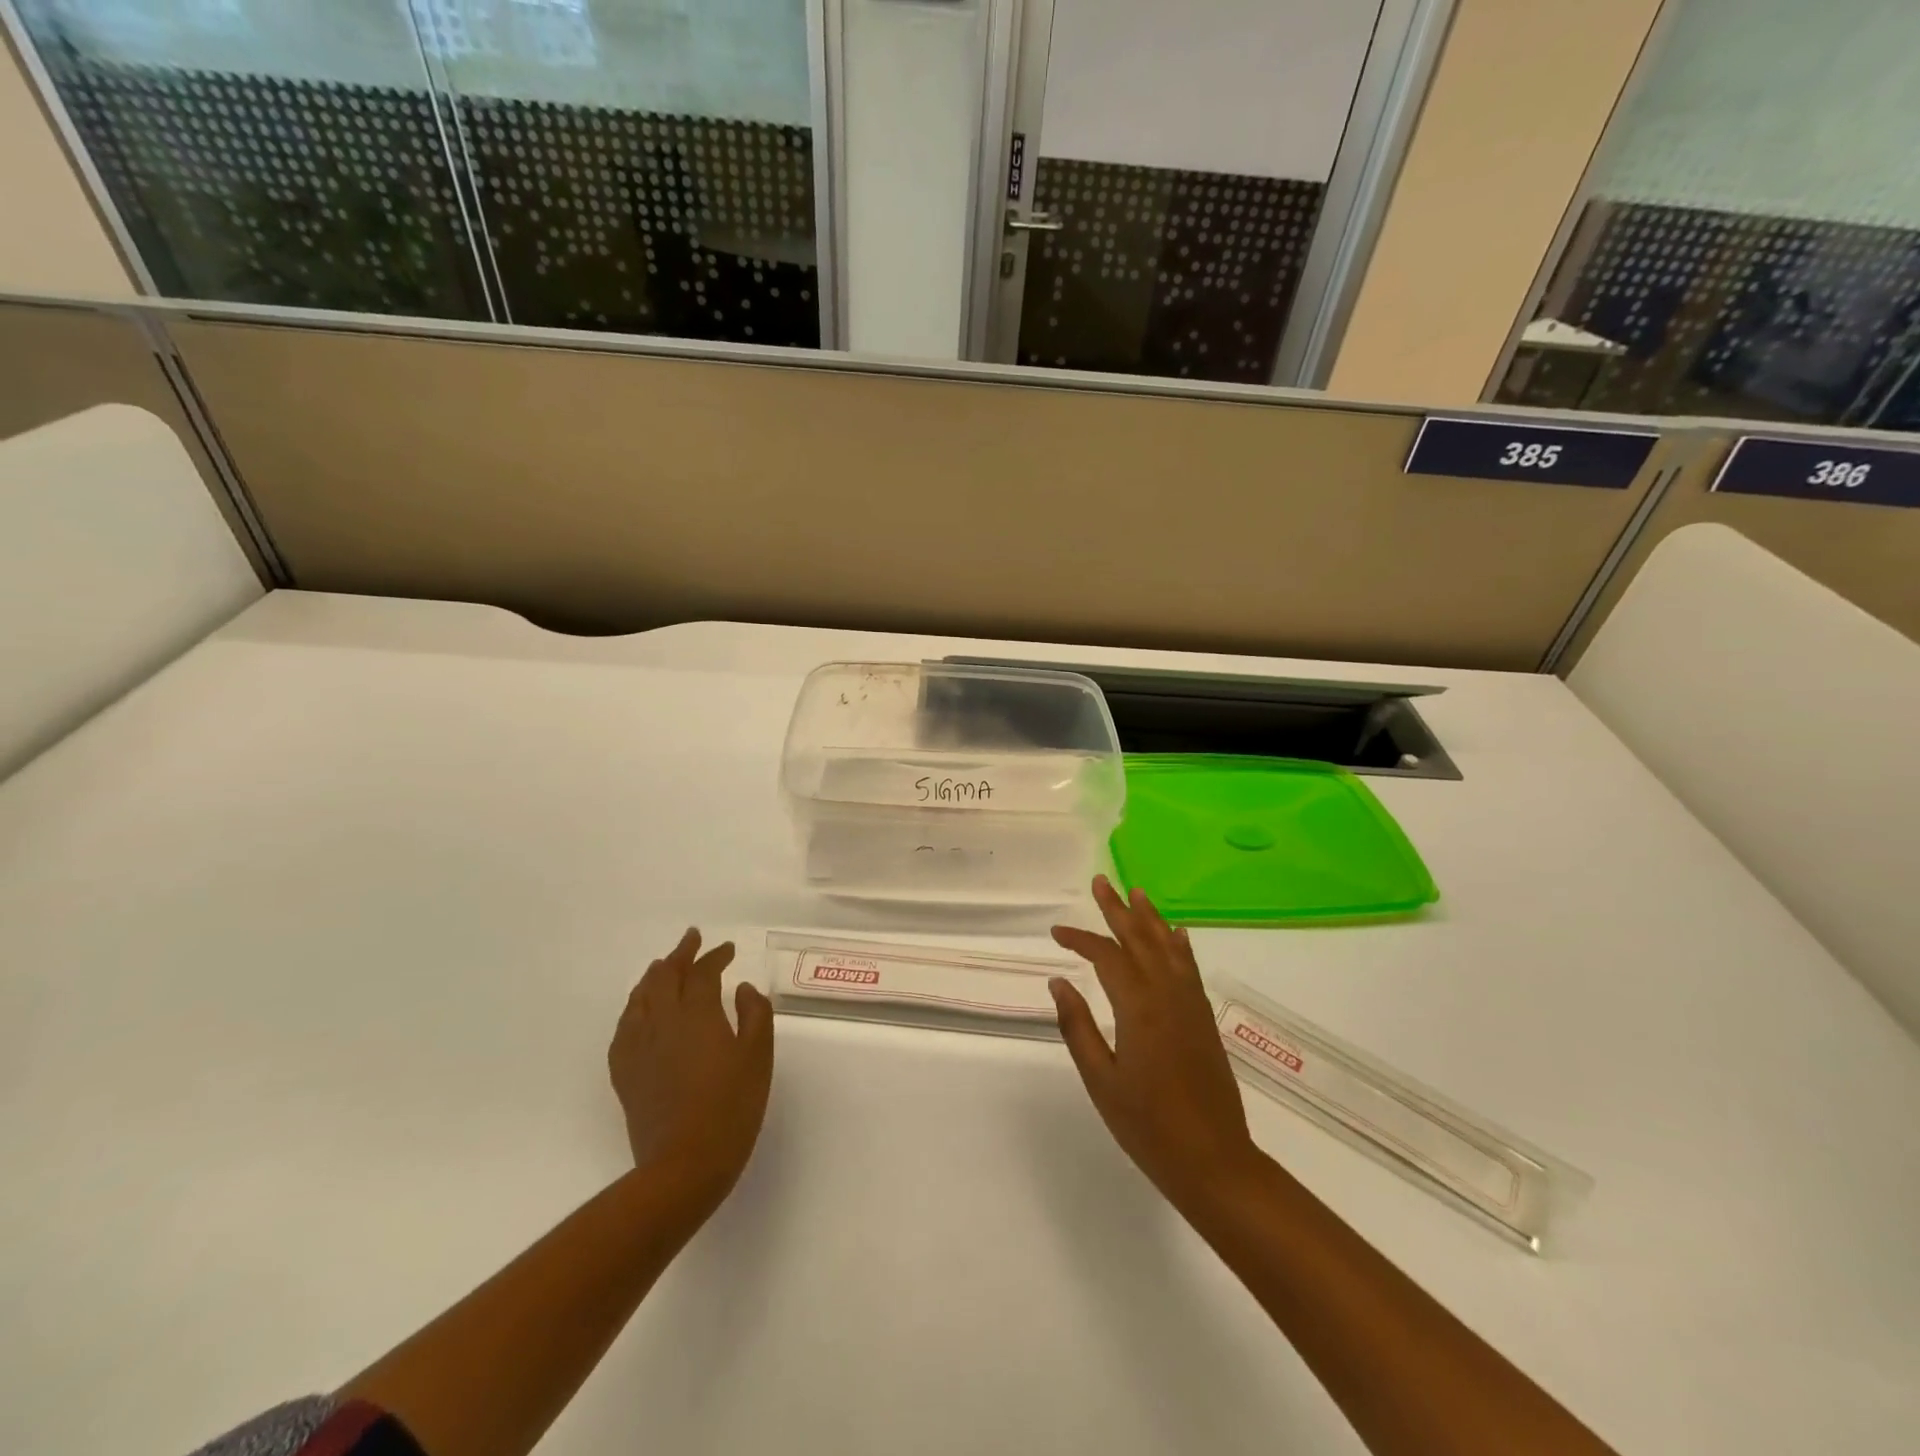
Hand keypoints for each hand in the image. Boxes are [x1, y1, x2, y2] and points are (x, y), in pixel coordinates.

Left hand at [609, 929, 774, 1211]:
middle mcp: (662, 1022)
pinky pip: (624, 1027)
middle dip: (680, 955)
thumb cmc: (731, 1108)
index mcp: (697, 1014)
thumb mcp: (758, 1058)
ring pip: (640, 998)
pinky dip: (634, 1009)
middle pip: (664, 977)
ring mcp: (638, 1048)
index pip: (702, 973)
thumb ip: (754, 1015)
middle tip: (691, 940)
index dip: (715, 956)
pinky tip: (639, 1013)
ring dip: (653, 976)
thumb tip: (742, 989)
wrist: (684, 1166)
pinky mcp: (625, 1073)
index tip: (728, 949)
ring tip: (663, 967)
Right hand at [1050, 877, 1258, 1212]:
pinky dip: (1180, 945)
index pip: (1106, 956)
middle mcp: (1167, 995)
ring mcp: (1190, 1004)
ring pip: (1168, 947)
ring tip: (1137, 892)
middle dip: (1117, 910)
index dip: (1080, 939)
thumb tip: (1059, 982)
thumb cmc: (1148, 1126)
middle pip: (1140, 939)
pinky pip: (1189, 968)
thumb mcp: (1102, 1081)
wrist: (1214, 1161)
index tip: (1057, 933)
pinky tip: (1176, 933)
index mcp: (1138, 1007)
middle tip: (1101, 882)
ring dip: (1150, 918)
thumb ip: (1078, 1027)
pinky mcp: (1203, 1018)